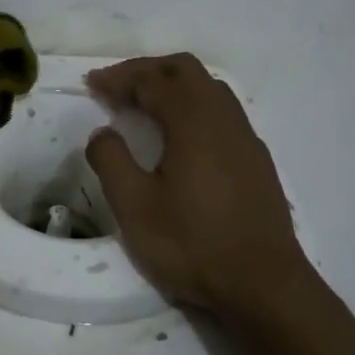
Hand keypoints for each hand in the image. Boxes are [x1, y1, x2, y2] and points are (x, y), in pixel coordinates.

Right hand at [85, 54, 308, 311]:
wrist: (263, 284)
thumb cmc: (193, 244)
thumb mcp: (135, 207)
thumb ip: (111, 161)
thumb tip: (103, 133)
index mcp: (194, 122)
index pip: (152, 81)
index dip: (119, 77)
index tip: (92, 83)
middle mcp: (224, 118)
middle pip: (185, 70)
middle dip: (147, 70)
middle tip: (116, 87)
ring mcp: (246, 138)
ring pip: (209, 88)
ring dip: (173, 86)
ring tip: (144, 106)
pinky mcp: (256, 160)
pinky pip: (222, 112)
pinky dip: (193, 106)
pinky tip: (180, 137)